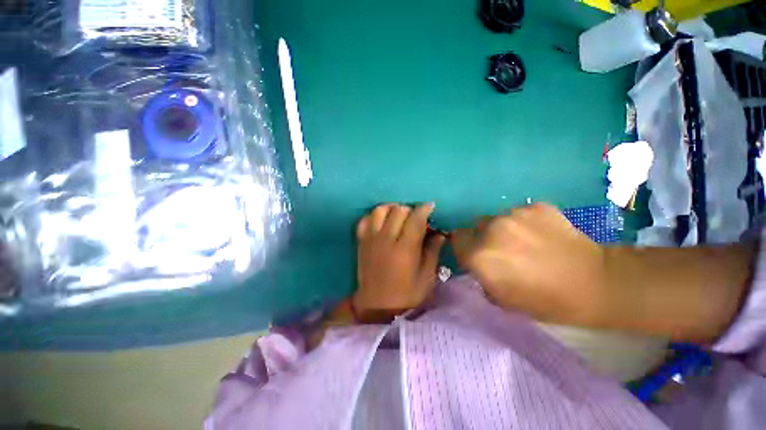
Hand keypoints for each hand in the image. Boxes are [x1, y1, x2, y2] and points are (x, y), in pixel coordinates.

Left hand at [353, 204, 445, 322]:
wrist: (376, 307)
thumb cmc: (407, 295)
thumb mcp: (427, 277)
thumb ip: (432, 251)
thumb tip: (439, 233)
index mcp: (405, 249)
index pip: (415, 219)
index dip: (424, 209)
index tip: (430, 207)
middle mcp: (386, 240)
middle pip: (398, 211)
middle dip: (410, 210)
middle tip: (416, 218)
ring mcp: (371, 239)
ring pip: (380, 210)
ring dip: (392, 209)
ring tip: (399, 216)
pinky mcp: (361, 242)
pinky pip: (365, 220)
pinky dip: (374, 216)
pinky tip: (382, 222)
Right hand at [451, 203, 608, 325]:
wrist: (596, 283)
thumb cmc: (546, 300)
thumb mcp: (502, 300)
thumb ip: (481, 277)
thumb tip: (478, 263)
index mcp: (481, 255)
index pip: (457, 239)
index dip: (465, 246)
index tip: (475, 253)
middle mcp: (491, 230)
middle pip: (475, 226)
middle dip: (483, 237)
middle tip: (503, 250)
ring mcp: (514, 215)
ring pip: (497, 218)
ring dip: (503, 229)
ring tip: (526, 242)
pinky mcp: (535, 206)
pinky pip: (519, 213)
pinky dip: (525, 222)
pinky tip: (542, 235)